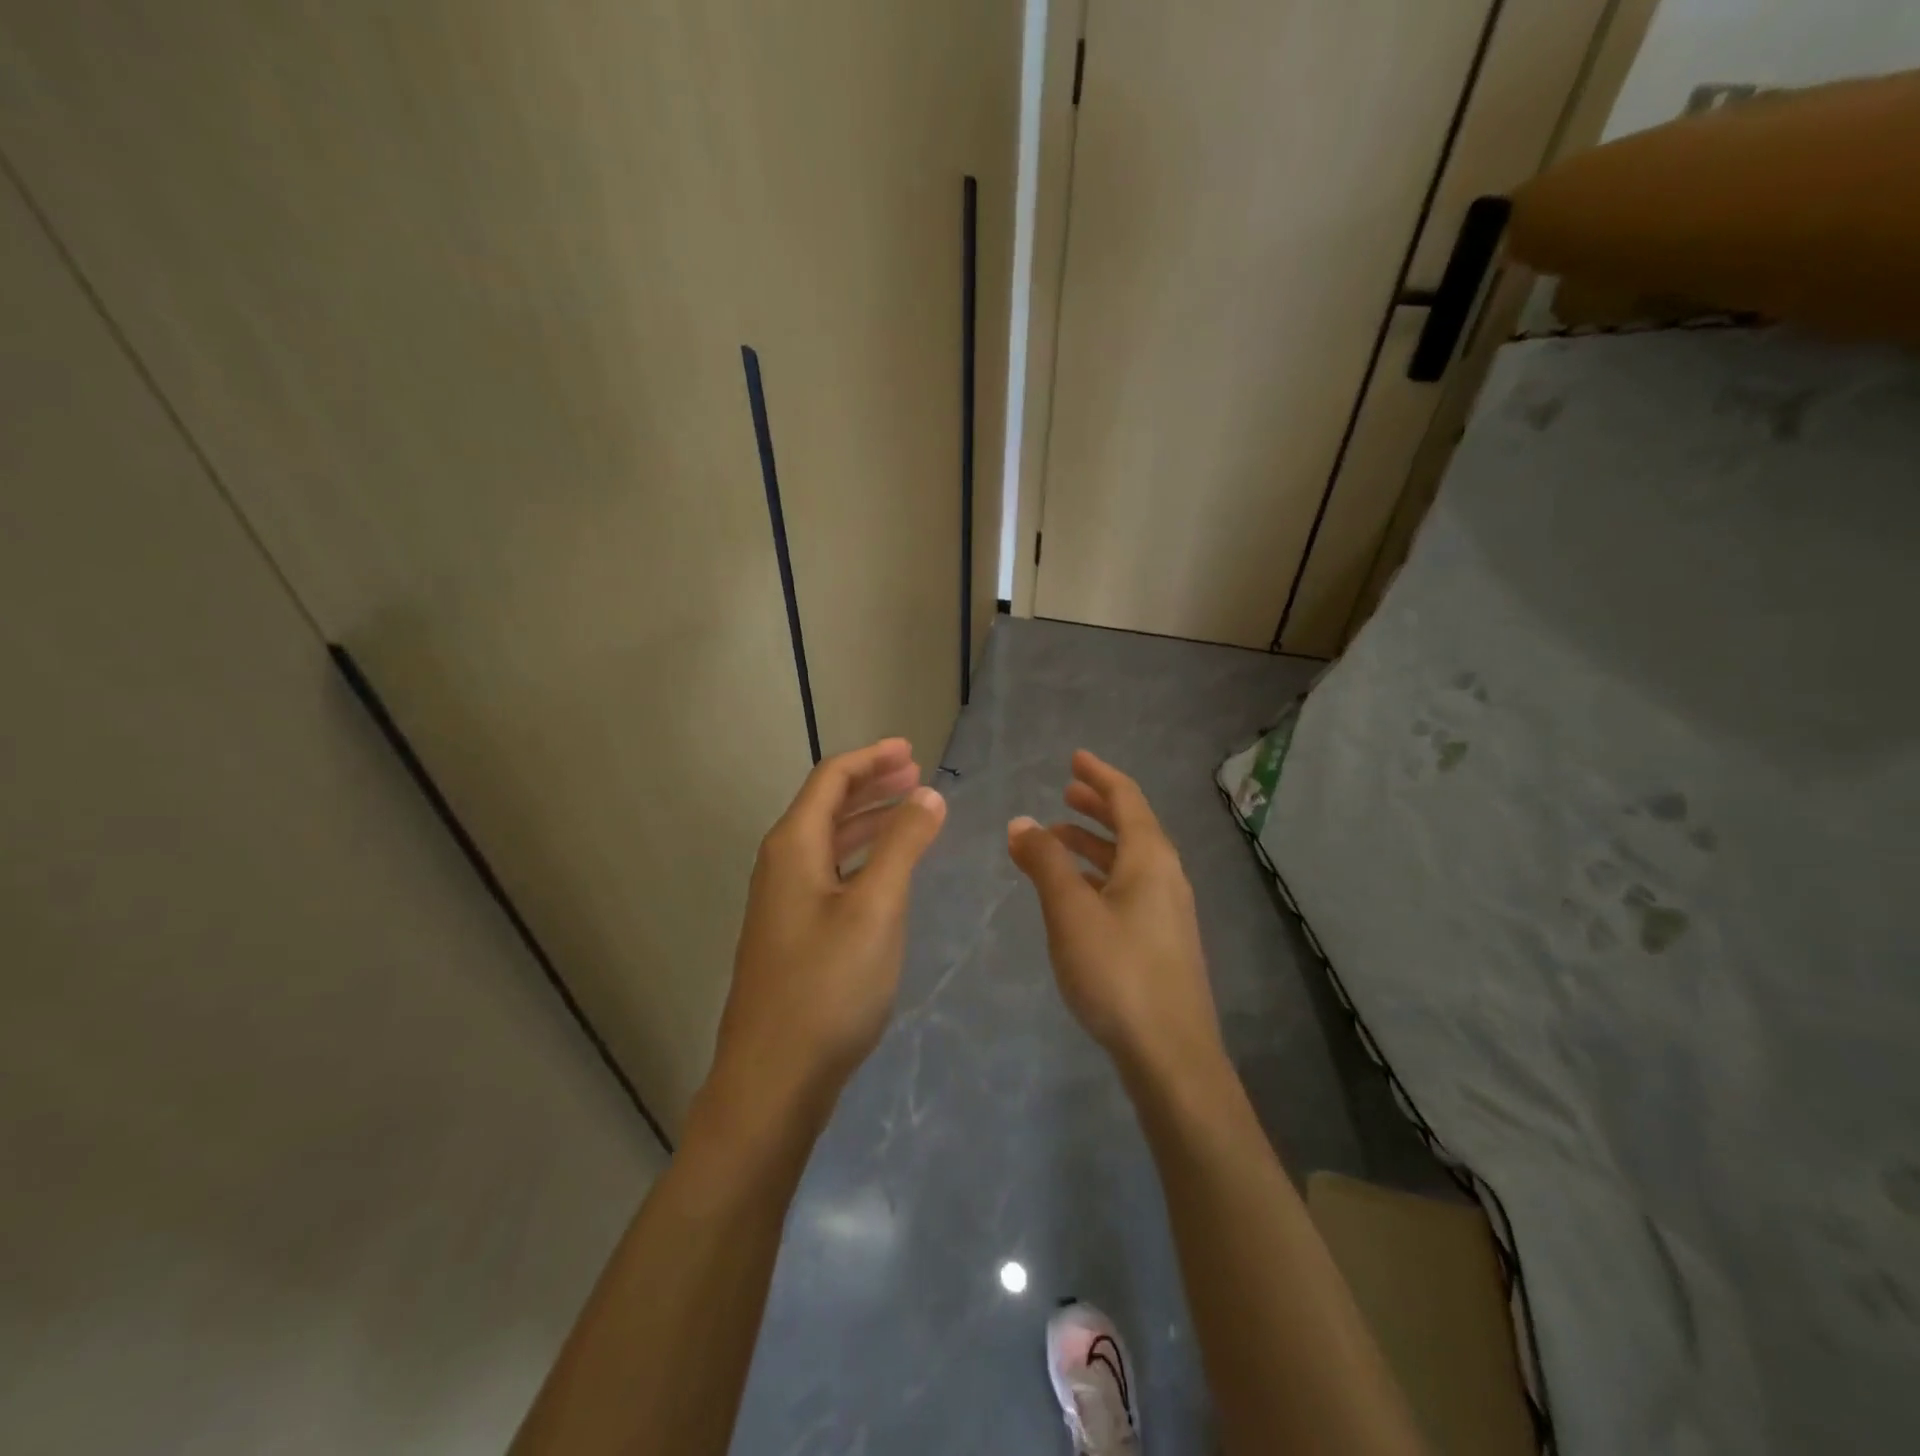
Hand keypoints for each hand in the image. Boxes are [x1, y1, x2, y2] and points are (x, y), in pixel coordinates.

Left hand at [711, 739, 946, 1116]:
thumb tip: (929, 794)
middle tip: (917, 776)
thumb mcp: (876, 908)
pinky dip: (862, 857)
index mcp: (793, 847)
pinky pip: (830, 874)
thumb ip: (903, 845)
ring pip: (829, 842)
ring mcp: (784, 902)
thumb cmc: (828, 986)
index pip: (831, 779)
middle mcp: (782, 865)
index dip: (871, 758)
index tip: (911, 751)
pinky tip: (887, 872)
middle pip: (827, 805)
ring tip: (911, 813)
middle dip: (873, 785)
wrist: (773, 1079)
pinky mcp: (794, 934)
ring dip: (869, 820)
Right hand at [1008, 751, 1222, 1075]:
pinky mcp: (1161, 940)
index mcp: (1150, 858)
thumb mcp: (1071, 911)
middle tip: (1065, 793)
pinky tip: (1074, 893)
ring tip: (1055, 841)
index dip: (1099, 775)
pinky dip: (1098, 875)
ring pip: (1127, 860)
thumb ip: (1044, 863)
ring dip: (1093, 844)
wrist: (1170, 1054)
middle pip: (1131, 826)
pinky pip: (1128, 887)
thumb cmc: (1117, 971)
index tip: (1075, 758)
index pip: (1127, 798)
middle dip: (1097, 806)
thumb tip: (1021, 822)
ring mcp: (1168, 910)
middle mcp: (1165, 876)